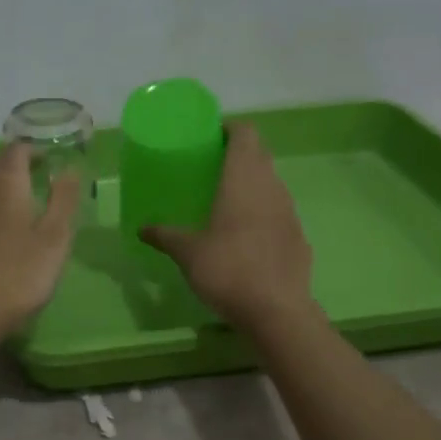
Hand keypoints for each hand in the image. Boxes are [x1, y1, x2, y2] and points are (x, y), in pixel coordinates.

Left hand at [0, 142, 79, 336]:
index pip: (17, 150)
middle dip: (10, 165)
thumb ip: (64, 199)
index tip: (49, 162)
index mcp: (4, 182)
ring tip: (7, 202)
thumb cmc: (20, 274)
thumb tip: (70, 168)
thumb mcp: (55, 237)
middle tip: (30, 179)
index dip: (34, 151)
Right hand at [141, 122, 316, 332]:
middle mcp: (270, 187)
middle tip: (210, 167)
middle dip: (238, 154)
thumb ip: (165, 235)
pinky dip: (263, 211)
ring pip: (271, 182)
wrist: (276, 310)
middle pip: (259, 155)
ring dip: (252, 182)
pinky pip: (279, 211)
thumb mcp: (187, 253)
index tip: (210, 137)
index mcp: (243, 180)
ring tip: (226, 199)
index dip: (229, 129)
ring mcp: (289, 211)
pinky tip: (246, 234)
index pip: (245, 134)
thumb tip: (142, 228)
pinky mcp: (298, 236)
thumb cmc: (228, 270)